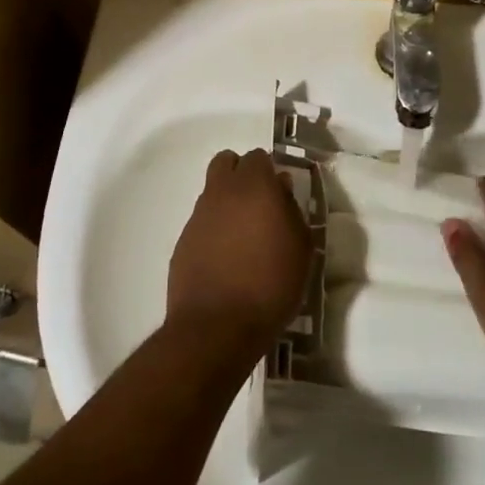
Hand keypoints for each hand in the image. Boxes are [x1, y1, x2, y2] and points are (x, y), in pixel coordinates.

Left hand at [167, 149, 311, 354]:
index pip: (259, 157)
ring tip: (243, 236)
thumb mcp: (301, 248)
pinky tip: (225, 258)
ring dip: (227, 202)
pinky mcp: (183, 241)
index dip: (270, 172)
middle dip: (242, 174)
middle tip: (259, 203)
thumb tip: (281, 188)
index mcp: (254, 187)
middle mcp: (222, 192)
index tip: (280, 194)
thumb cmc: (271, 285)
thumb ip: (292, 209)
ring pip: (212, 191)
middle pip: (226, 162)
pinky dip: (213, 229)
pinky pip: (201, 221)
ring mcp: (198, 216)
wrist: (217, 327)